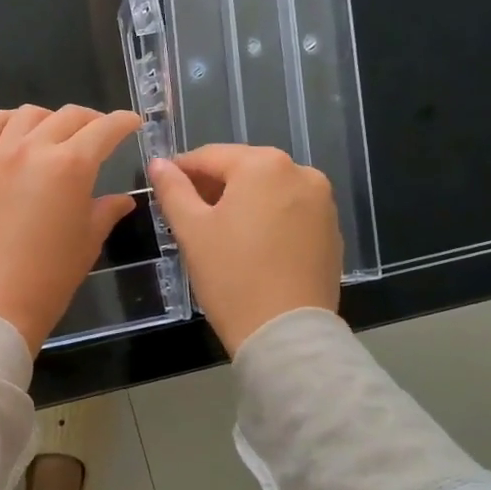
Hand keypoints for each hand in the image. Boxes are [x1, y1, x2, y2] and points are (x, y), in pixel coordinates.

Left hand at [0, 105, 144, 353]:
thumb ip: (106, 210)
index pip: (104, 129)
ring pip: (28, 114)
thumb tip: (122, 199)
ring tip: (59, 136)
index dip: (123, 123)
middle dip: (92, 121)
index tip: (133, 123)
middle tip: (101, 135)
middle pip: (68, 116)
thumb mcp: (88, 241)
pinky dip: (6, 122)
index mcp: (71, 165)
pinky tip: (17, 133)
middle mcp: (34, 148)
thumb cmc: (50, 277)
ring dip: (50, 119)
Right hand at [149, 145, 341, 354]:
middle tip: (186, 213)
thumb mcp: (191, 230)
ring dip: (240, 202)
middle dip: (213, 186)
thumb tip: (159, 164)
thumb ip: (173, 189)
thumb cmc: (231, 275)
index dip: (181, 169)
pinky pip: (290, 212)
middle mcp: (300, 173)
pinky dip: (267, 219)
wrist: (286, 333)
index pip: (210, 156)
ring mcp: (322, 202)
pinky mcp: (331, 231)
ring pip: (268, 190)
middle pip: (243, 170)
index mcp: (264, 165)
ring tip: (216, 231)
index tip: (162, 185)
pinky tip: (250, 246)